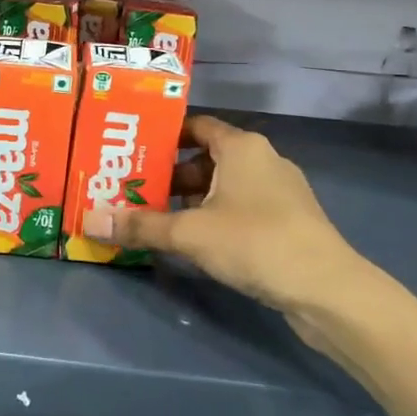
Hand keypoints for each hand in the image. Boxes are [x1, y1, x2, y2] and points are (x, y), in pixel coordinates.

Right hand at [80, 115, 350, 312]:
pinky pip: (241, 207)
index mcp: (241, 146)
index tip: (132, 151)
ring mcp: (280, 191)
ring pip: (224, 185)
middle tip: (133, 189)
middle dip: (170, 173)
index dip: (163, 136)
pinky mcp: (288, 221)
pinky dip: (215, 216)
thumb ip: (141, 226)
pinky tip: (194, 241)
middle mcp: (262, 159)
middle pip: (206, 157)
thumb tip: (89, 221)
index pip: (195, 126)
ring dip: (192, 199)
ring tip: (156, 218)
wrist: (327, 289)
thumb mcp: (190, 233)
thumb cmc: (255, 242)